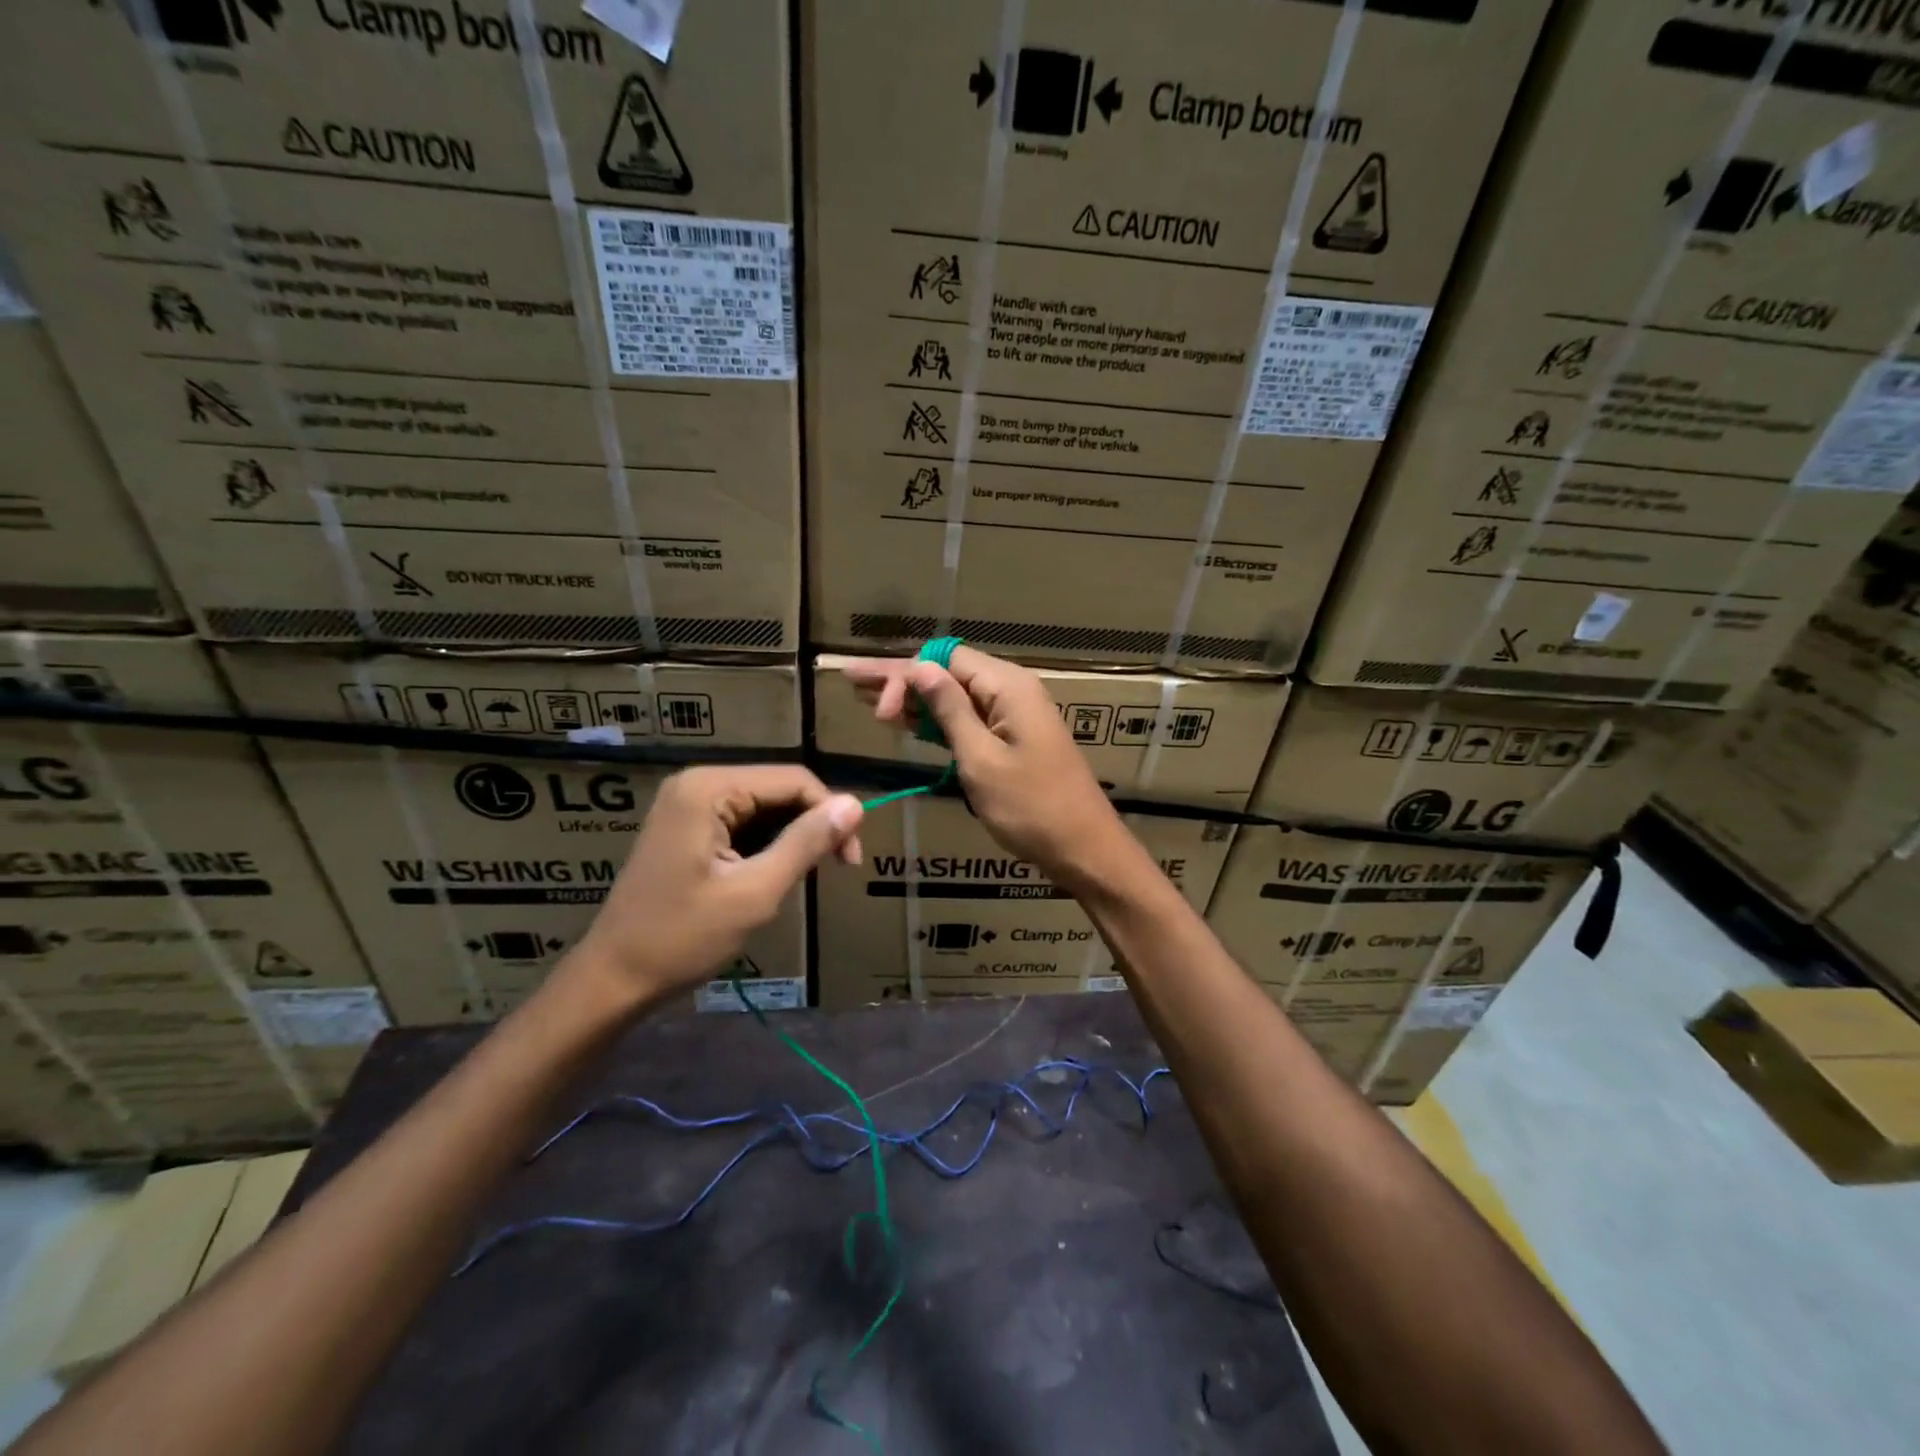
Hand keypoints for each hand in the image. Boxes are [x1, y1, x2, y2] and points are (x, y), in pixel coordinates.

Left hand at [571, 765, 862, 1002]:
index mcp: (710, 789)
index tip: (851, 860)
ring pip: (764, 806)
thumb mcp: (755, 892)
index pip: (794, 780)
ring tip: (801, 877)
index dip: (831, 812)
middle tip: (836, 868)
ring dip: (791, 836)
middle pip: (779, 789)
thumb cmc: (682, 938)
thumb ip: (806, 843)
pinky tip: (772, 874)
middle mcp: (698, 783)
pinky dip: (766, 844)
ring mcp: (688, 804)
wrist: (613, 979)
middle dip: (812, 824)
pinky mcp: (686, 826)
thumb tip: (856, 804)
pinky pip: (742, 821)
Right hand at [845, 647, 1131, 889]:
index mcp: (1008, 687)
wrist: (1085, 849)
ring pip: (955, 696)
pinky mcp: (1014, 739)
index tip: (877, 710)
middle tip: (851, 681)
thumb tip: (918, 667)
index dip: (906, 675)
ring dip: (914, 699)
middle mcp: (1012, 691)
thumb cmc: (1032, 809)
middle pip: (947, 672)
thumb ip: (950, 711)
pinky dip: (937, 721)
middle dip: (900, 679)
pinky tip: (906, 721)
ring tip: (866, 699)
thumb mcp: (981, 760)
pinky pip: (970, 718)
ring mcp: (1015, 715)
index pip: (945, 659)